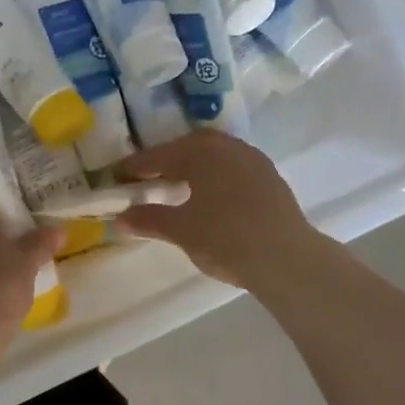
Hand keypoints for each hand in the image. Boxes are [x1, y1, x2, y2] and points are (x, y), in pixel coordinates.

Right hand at [113, 130, 320, 288]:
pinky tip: (212, 196)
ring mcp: (254, 160)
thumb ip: (150, 220)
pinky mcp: (271, 178)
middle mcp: (228, 147)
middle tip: (150, 178)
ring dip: (195, 165)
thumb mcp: (182, 231)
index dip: (137, 166)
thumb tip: (120, 218)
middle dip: (168, 160)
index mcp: (202, 152)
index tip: (118, 175)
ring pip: (216, 154)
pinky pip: (234, 167)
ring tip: (180, 186)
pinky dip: (216, 175)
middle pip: (190, 147)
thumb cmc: (226, 239)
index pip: (160, 155)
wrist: (286, 258)